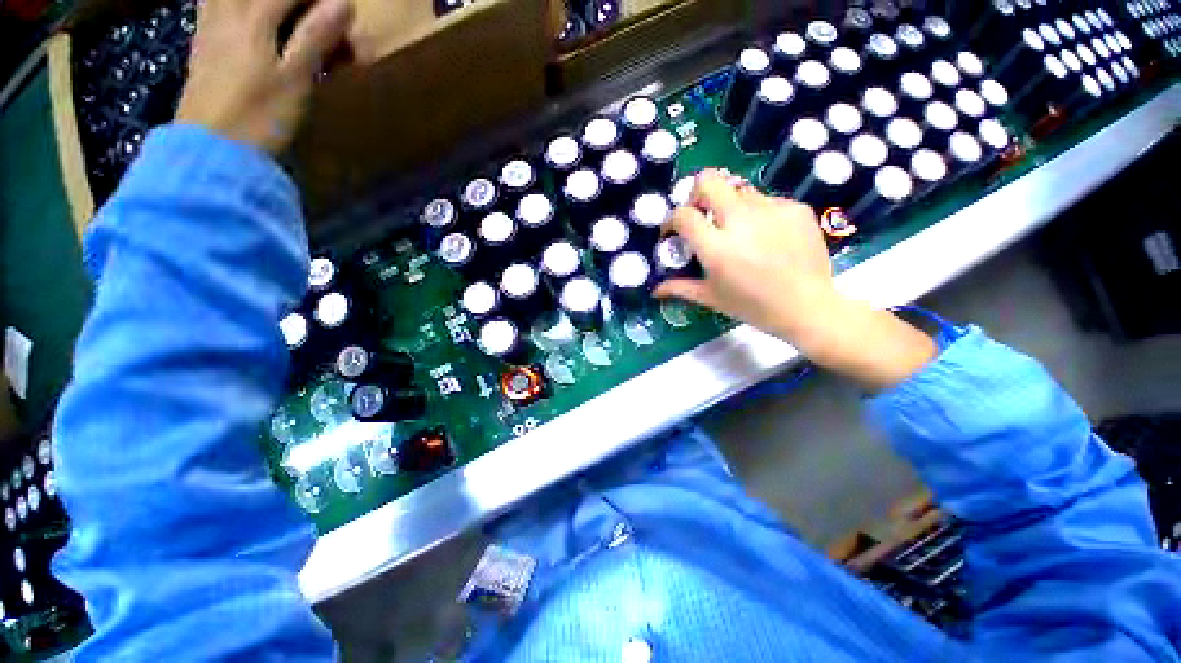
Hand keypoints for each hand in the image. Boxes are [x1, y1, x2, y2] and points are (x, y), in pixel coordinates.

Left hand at [175, 0, 353, 153]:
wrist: (210, 150)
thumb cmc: (258, 117)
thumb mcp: (294, 79)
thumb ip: (315, 37)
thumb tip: (343, 2)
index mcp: (253, 17)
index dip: (327, 3)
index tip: (347, 24)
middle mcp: (228, 10)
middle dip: (304, 5)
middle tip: (324, 25)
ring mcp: (211, 25)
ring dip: (272, 8)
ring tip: (290, 23)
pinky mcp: (204, 43)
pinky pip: (219, 6)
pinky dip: (240, 8)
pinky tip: (253, 21)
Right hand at [655, 170, 836, 342]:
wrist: (808, 307)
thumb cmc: (753, 307)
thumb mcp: (712, 298)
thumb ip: (680, 288)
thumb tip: (654, 290)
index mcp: (717, 248)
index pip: (683, 214)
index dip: (672, 219)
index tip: (673, 231)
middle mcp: (741, 221)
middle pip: (709, 181)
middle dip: (698, 193)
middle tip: (702, 214)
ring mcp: (771, 210)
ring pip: (739, 190)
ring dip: (729, 206)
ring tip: (738, 231)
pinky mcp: (795, 208)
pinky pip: (766, 200)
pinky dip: (757, 214)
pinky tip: (766, 236)